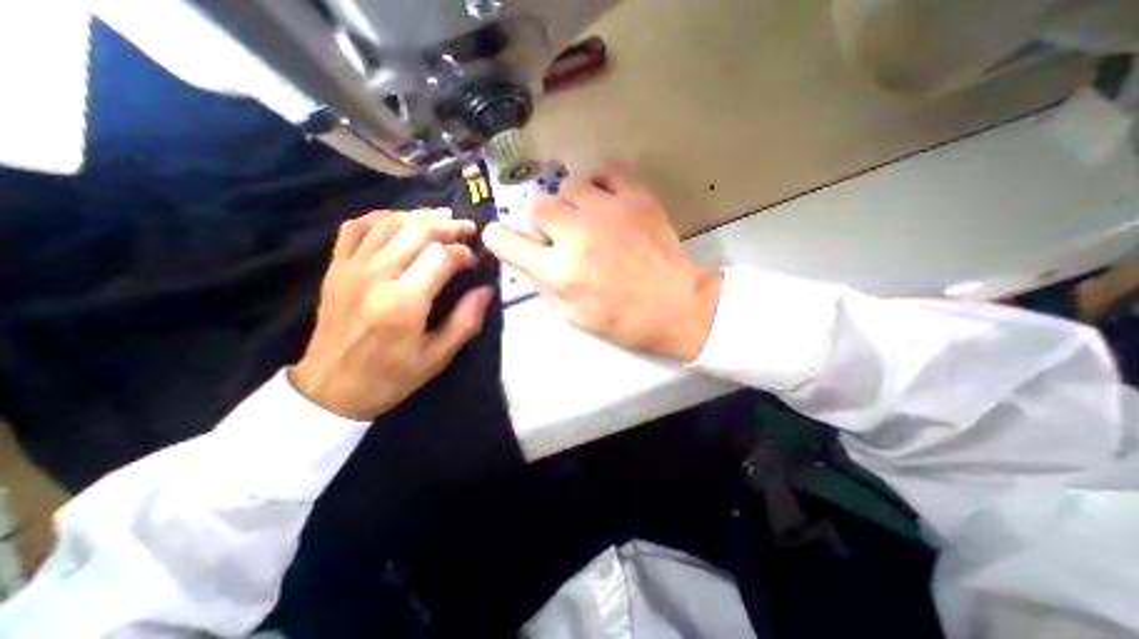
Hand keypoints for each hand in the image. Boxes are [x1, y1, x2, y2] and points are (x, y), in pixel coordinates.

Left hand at [291, 206, 488, 422]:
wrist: (331, 388)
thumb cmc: (391, 377)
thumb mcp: (438, 357)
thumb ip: (465, 321)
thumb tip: (486, 290)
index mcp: (404, 304)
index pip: (440, 257)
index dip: (463, 253)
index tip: (474, 262)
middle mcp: (376, 278)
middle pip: (416, 232)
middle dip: (448, 226)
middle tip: (467, 229)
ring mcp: (351, 269)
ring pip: (388, 224)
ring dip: (420, 216)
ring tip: (443, 218)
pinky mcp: (336, 268)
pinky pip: (356, 227)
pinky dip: (381, 216)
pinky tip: (401, 219)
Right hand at [481, 163, 719, 361]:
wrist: (675, 306)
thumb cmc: (623, 320)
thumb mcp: (574, 316)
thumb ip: (544, 286)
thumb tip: (528, 260)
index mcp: (561, 271)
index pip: (510, 244)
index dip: (499, 238)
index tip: (498, 235)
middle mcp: (578, 235)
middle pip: (538, 205)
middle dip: (542, 222)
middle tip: (559, 235)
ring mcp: (608, 211)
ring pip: (568, 184)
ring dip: (570, 202)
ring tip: (586, 217)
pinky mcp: (636, 197)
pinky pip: (607, 169)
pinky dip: (600, 181)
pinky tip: (605, 198)